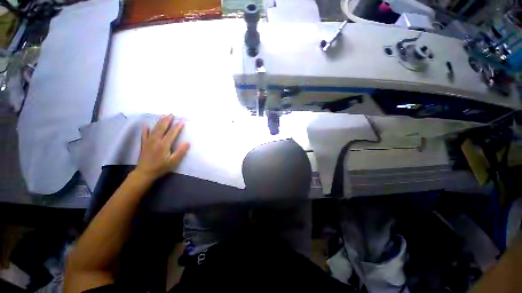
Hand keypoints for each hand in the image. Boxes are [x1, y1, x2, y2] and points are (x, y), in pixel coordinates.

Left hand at [134, 115, 189, 181]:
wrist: (144, 173)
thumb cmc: (161, 167)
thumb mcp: (173, 161)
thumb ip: (180, 151)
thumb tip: (187, 142)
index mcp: (164, 144)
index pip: (172, 133)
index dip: (178, 126)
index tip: (182, 120)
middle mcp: (156, 140)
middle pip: (162, 128)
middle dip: (167, 120)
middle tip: (171, 114)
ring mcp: (148, 141)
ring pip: (154, 129)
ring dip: (159, 122)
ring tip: (163, 116)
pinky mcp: (144, 144)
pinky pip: (144, 134)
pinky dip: (145, 129)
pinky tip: (145, 124)